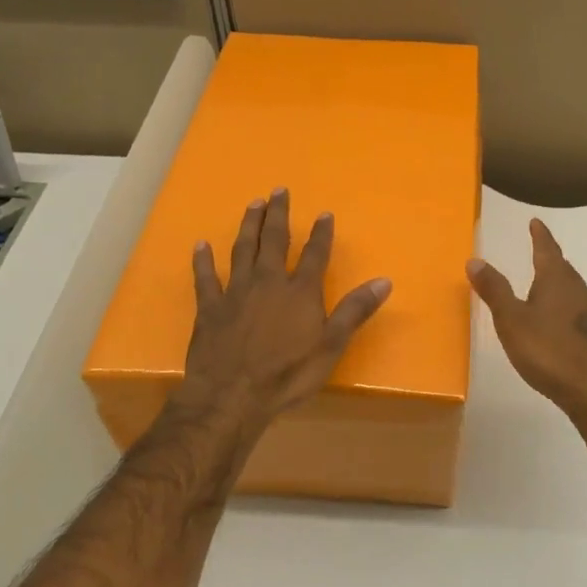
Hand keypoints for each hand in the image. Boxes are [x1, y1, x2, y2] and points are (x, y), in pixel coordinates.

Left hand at [175, 188, 392, 428]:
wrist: (232, 396)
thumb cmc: (287, 374)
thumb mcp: (331, 346)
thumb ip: (355, 311)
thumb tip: (384, 281)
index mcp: (300, 291)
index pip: (315, 254)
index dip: (321, 233)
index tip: (325, 213)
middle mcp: (269, 282)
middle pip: (275, 240)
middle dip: (279, 214)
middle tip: (278, 191)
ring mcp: (236, 292)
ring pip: (243, 249)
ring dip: (249, 225)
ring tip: (253, 204)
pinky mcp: (209, 307)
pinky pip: (205, 277)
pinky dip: (203, 260)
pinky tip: (201, 245)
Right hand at [467, 219, 586, 418]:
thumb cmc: (549, 350)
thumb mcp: (512, 320)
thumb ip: (494, 290)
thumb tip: (474, 259)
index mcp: (557, 280)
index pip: (547, 250)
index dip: (540, 236)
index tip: (536, 222)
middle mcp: (578, 291)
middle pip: (562, 269)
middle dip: (549, 260)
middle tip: (538, 252)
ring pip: (572, 291)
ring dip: (558, 285)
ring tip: (544, 287)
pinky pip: (577, 312)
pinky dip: (564, 309)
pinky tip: (557, 324)